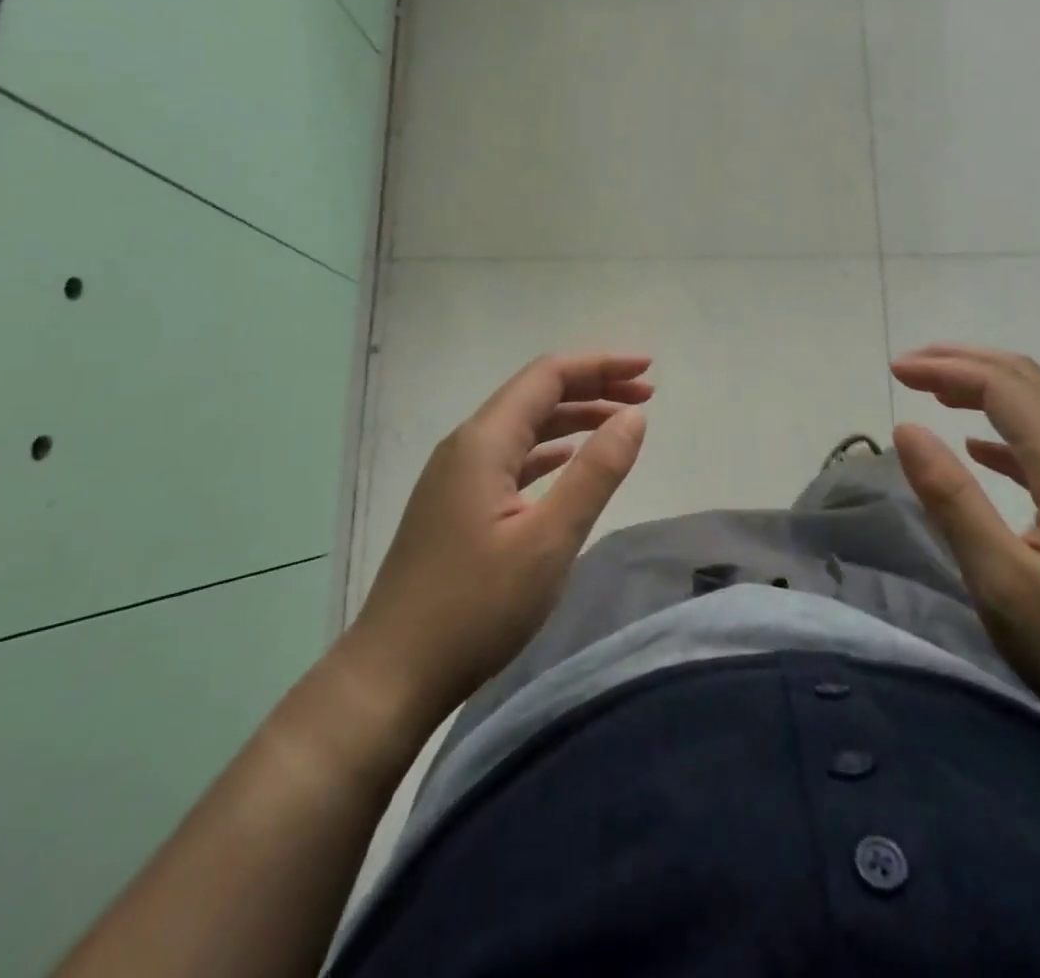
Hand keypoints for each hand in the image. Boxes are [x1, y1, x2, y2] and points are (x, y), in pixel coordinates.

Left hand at [347, 352, 651, 729]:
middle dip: (593, 387)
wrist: (391, 674)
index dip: (601, 365)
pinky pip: (511, 457)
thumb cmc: (475, 608)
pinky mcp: (456, 504)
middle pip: (536, 395)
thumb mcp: (548, 540)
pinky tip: (569, 460)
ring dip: (573, 418)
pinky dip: (549, 450)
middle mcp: (466, 445)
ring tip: (620, 423)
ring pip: (524, 426)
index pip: (548, 376)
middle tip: (646, 395)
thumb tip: (634, 416)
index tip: (648, 370)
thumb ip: (595, 473)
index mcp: (484, 441)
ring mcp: (456, 475)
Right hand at [890, 344, 1039, 766]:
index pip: (1001, 387)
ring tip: (935, 393)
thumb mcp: (1003, 583)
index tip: (894, 372)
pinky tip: (980, 449)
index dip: (945, 368)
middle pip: (1027, 380)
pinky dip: (1007, 427)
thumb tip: (907, 429)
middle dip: (964, 363)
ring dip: (986, 387)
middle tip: (909, 369)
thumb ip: (952, 499)